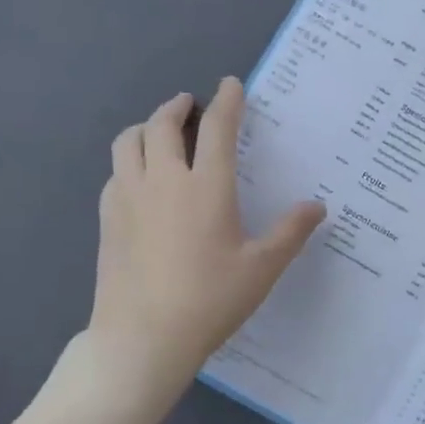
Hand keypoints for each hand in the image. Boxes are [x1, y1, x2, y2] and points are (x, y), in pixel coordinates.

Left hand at [87, 78, 325, 415]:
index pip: (217, 128)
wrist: (142, 339)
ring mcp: (128, 198)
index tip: (229, 84)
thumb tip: (317, 205)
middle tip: (190, 104)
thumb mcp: (262, 269)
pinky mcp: (107, 219)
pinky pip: (115, 173)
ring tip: (160, 133)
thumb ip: (291, 232)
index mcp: (206, 187)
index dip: (226, 101)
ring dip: (146, 127)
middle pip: (162, 125)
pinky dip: (129, 161)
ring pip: (128, 142)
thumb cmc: (209, 301)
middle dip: (177, 107)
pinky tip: (140, 179)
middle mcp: (163, 181)